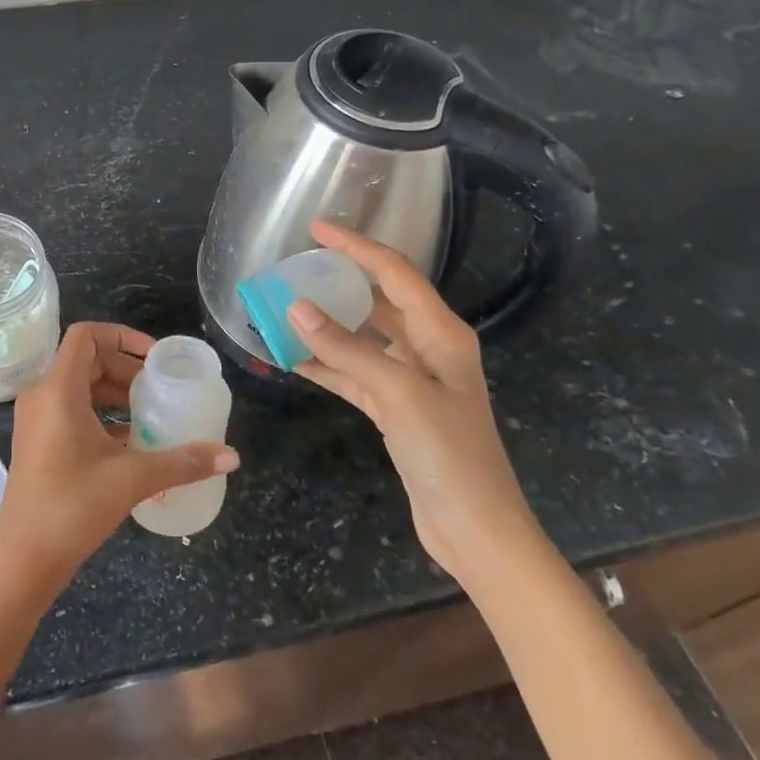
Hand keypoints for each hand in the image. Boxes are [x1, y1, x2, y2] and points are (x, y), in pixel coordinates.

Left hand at [0, 322, 238, 598]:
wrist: (23, 562)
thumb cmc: (71, 509)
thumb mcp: (130, 480)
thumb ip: (181, 462)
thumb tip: (231, 455)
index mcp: (57, 390)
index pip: (86, 335)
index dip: (123, 336)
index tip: (155, 359)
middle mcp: (42, 395)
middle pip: (86, 360)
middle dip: (126, 368)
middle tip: (159, 390)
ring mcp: (36, 420)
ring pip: (79, 386)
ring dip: (115, 393)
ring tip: (151, 413)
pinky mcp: (38, 442)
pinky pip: (72, 410)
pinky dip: (101, 415)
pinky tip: (132, 441)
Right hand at [286, 221, 544, 584]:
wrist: (476, 530)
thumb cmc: (449, 454)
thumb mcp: (398, 394)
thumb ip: (347, 349)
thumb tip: (296, 308)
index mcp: (442, 333)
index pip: (394, 273)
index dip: (356, 247)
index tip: (315, 229)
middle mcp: (429, 349)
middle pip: (378, 302)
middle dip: (339, 284)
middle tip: (295, 270)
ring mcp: (412, 381)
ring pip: (362, 339)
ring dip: (326, 327)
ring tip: (283, 311)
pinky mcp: (396, 410)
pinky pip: (355, 375)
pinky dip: (327, 365)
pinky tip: (293, 360)